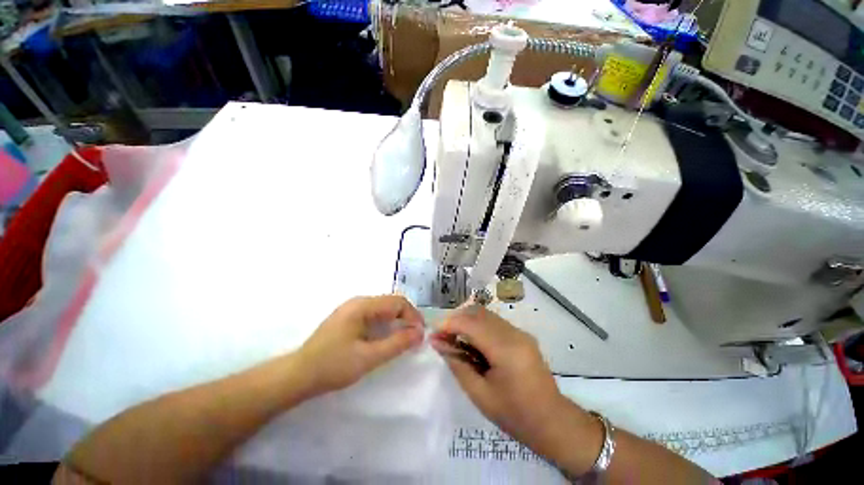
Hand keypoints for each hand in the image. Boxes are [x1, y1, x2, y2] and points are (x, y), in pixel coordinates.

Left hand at [297, 295, 424, 395]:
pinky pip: (374, 314)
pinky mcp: (348, 317)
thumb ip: (397, 344)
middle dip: (406, 317)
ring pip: (383, 308)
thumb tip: (420, 333)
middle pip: (391, 302)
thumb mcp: (368, 357)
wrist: (297, 375)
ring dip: (397, 320)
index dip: (413, 316)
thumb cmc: (332, 366)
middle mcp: (358, 301)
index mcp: (363, 306)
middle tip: (414, 337)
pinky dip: (386, 323)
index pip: (397, 302)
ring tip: (404, 338)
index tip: (420, 335)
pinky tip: (386, 336)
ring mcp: (352, 308)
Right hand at [431, 305, 580, 454]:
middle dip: (456, 319)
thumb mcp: (479, 394)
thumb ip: (457, 364)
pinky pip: (494, 321)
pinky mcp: (521, 334)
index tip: (433, 334)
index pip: (471, 323)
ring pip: (485, 314)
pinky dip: (478, 325)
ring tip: (454, 338)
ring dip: (466, 321)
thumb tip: (437, 343)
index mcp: (506, 349)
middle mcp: (514, 333)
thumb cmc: (514, 415)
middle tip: (442, 336)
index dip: (449, 324)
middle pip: (478, 313)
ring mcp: (520, 332)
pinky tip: (472, 341)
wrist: (552, 421)